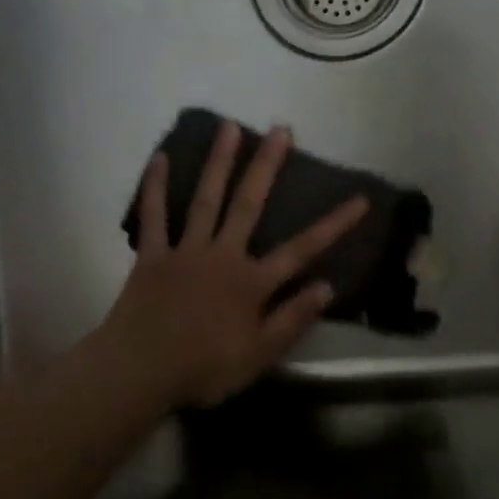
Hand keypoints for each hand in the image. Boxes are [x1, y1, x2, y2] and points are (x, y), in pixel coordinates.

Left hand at [97, 121, 368, 407]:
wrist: (139, 371)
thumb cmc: (203, 368)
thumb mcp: (259, 355)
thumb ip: (293, 319)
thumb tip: (328, 285)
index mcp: (251, 282)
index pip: (302, 249)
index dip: (334, 224)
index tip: (359, 198)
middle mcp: (222, 255)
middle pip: (248, 204)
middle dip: (267, 166)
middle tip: (281, 129)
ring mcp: (185, 251)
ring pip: (205, 199)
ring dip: (219, 162)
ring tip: (230, 126)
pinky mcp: (152, 255)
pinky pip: (153, 216)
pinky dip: (155, 187)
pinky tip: (160, 158)